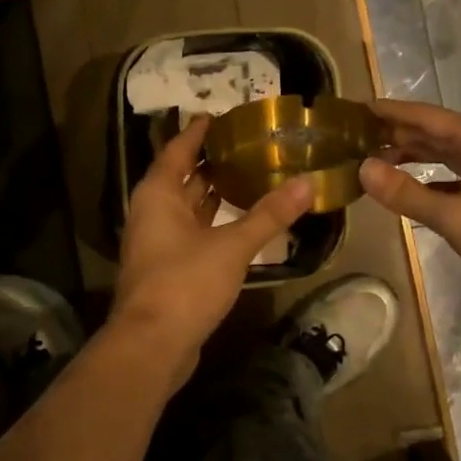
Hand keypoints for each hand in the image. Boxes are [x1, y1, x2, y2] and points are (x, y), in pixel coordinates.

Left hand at [112, 117, 312, 366]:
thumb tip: (307, 185)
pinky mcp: (167, 268)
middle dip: (211, 161)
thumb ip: (269, 215)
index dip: (198, 132)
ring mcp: (157, 242)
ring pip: (187, 207)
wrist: (152, 345)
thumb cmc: (185, 283)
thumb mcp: (233, 246)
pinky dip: (213, 222)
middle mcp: (152, 212)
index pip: (178, 149)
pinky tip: (240, 222)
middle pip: (182, 176)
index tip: (220, 115)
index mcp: (159, 194)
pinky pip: (191, 232)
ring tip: (249, 175)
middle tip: (247, 145)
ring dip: (212, 193)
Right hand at [358, 99, 460, 311]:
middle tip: (352, 137)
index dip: (389, 111)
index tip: (355, 108)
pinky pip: (450, 174)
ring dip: (408, 155)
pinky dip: (426, 177)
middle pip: (430, 131)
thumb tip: (362, 168)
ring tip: (370, 159)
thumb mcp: (454, 217)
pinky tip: (404, 187)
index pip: (423, 116)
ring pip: (440, 153)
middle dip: (393, 132)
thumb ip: (406, 193)